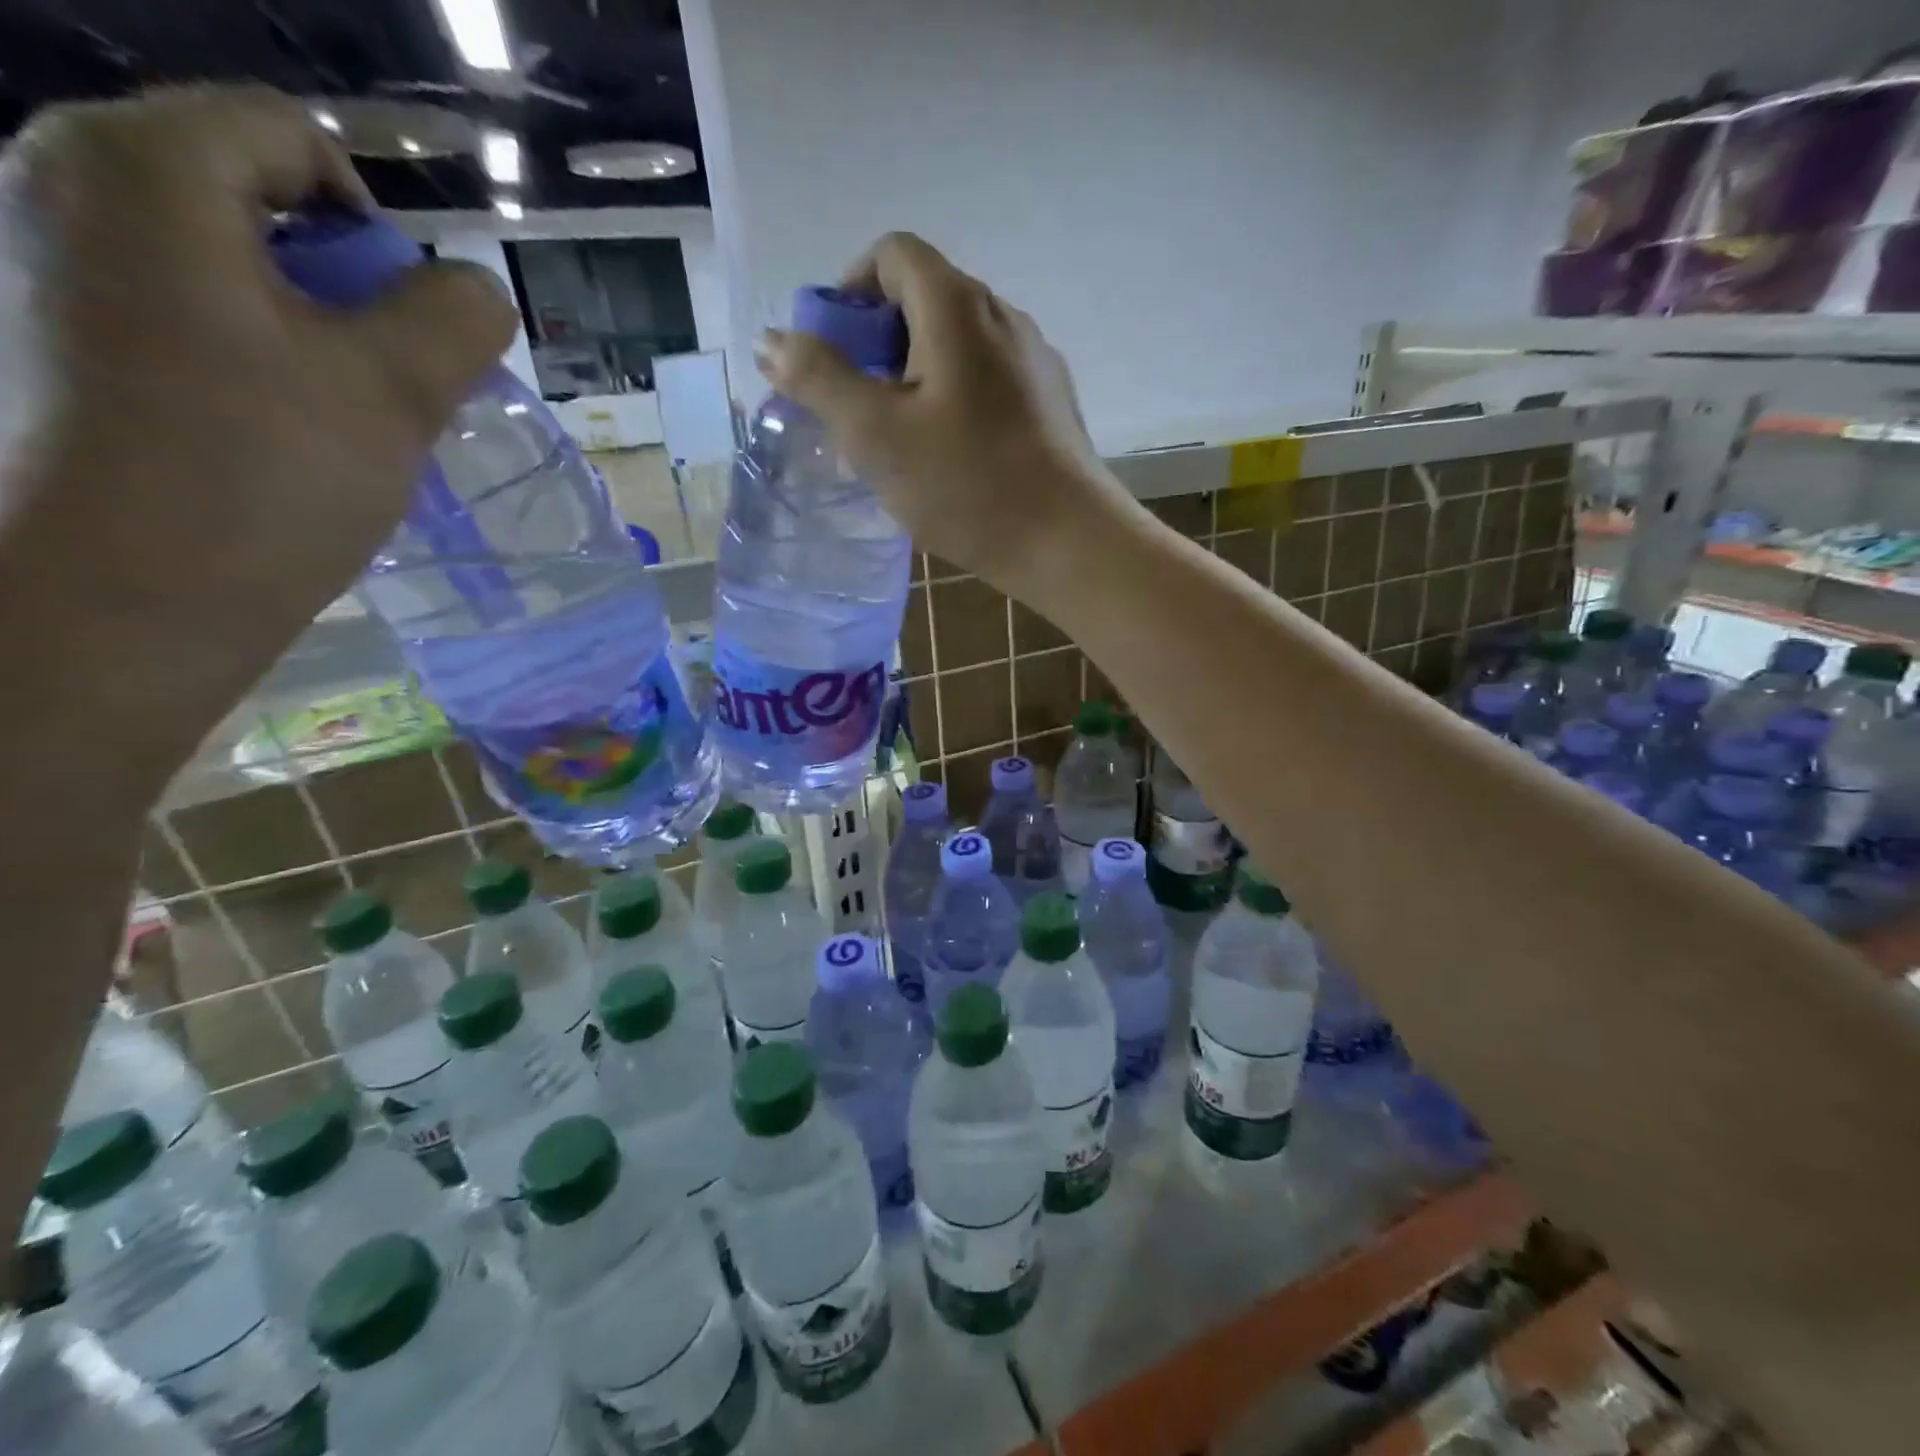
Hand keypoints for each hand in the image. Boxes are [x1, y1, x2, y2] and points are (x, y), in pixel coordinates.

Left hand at [0, 86, 514, 795]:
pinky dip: (262, 348)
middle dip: (349, 281)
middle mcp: (67, 184)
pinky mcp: (62, 332)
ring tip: (348, 408)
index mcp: (141, 168)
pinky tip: (289, 422)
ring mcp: (52, 260)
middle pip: (257, 191)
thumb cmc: (264, 476)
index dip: (379, 224)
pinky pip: (190, 304)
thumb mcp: (395, 390)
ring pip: (230, 256)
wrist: (128, 596)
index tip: (411, 323)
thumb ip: (456, 319)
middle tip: (388, 373)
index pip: (291, 136)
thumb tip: (478, 290)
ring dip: (316, 323)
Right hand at [754, 232, 1129, 595]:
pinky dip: (955, 400)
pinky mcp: (1051, 402)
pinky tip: (951, 458)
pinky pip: (988, 381)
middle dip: (879, 343)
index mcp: (957, 306)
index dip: (851, 290)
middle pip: (925, 300)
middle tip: (860, 407)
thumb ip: (819, 379)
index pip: (893, 255)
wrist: (1067, 542)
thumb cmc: (966, 485)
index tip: (834, 351)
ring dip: (916, 377)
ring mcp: (1035, 360)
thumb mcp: (875, 435)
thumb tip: (772, 339)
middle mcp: (1003, 316)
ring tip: (902, 441)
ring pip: (958, 346)